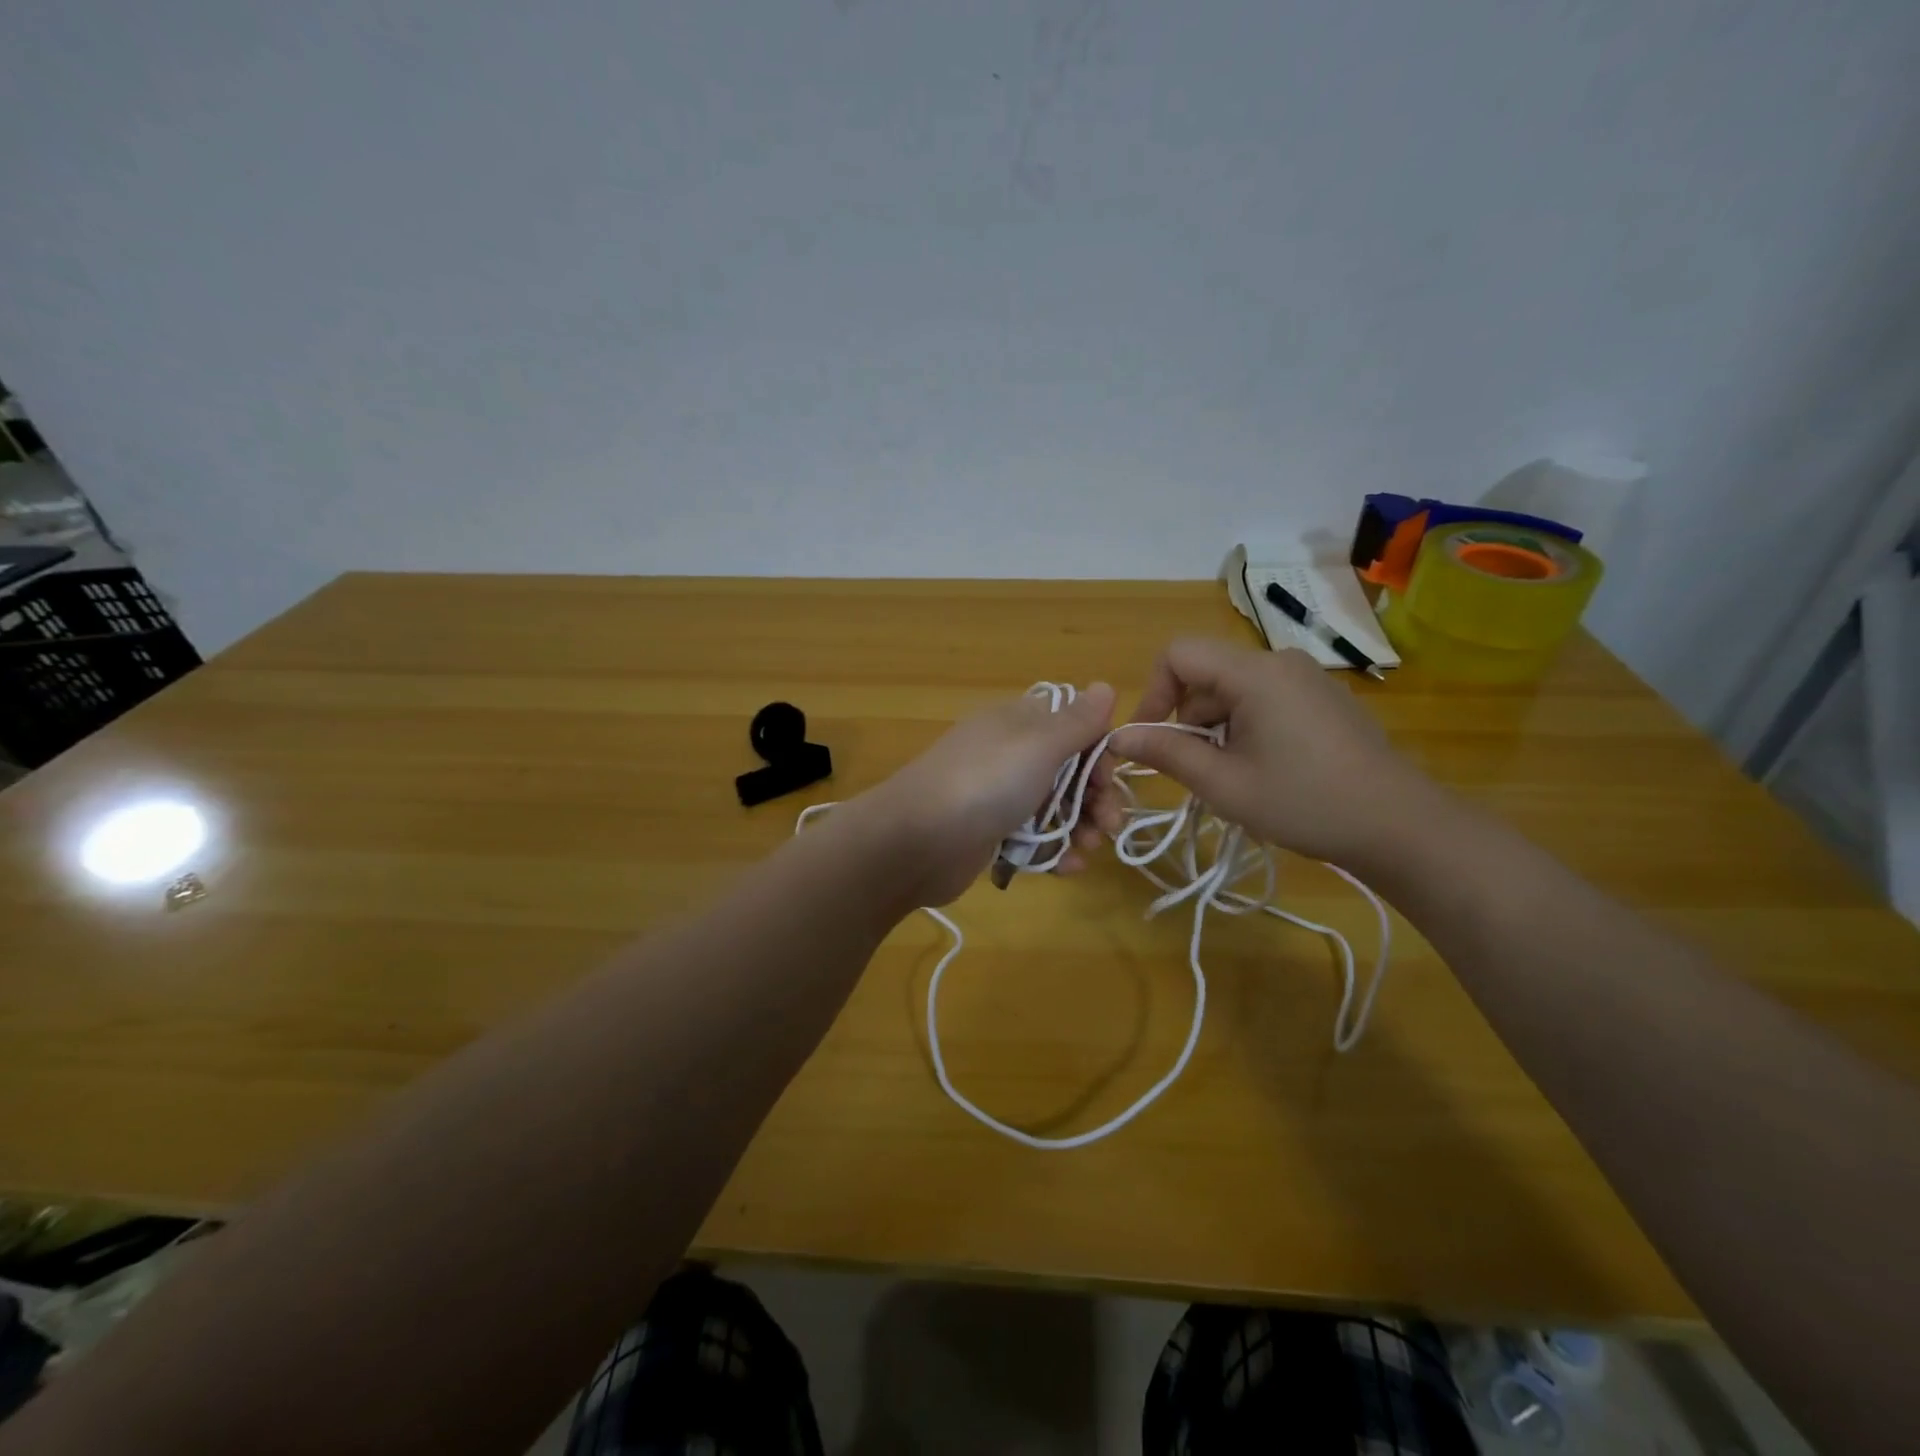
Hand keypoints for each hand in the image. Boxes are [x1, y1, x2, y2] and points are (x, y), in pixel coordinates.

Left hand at [854, 684, 1116, 905]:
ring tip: (1089, 849)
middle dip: (1096, 797)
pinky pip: (1033, 837)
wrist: (915, 840)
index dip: (1099, 752)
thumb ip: (1077, 721)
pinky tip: (1068, 867)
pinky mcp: (990, 833)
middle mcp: (1009, 753)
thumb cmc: (985, 783)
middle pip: (1069, 770)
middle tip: (1110, 825)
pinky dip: (1054, 850)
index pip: (1073, 727)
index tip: (1109, 779)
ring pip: (1054, 806)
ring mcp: (998, 794)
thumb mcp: (1039, 744)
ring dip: (1080, 826)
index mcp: (1019, 723)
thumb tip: (1104, 685)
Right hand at [1092, 639, 1433, 868]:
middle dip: (1187, 718)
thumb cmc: (1304, 803)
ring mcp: (1307, 678)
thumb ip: (1167, 753)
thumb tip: (1117, 736)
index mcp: (1254, 673)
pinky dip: (1246, 726)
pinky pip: (1265, 698)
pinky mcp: (1323, 698)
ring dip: (1217, 727)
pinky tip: (1266, 769)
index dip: (1153, 691)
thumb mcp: (1224, 784)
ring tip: (1233, 776)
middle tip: (1198, 770)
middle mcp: (1280, 661)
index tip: (1150, 737)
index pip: (1178, 654)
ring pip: (1234, 689)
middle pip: (1206, 674)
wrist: (1399, 825)